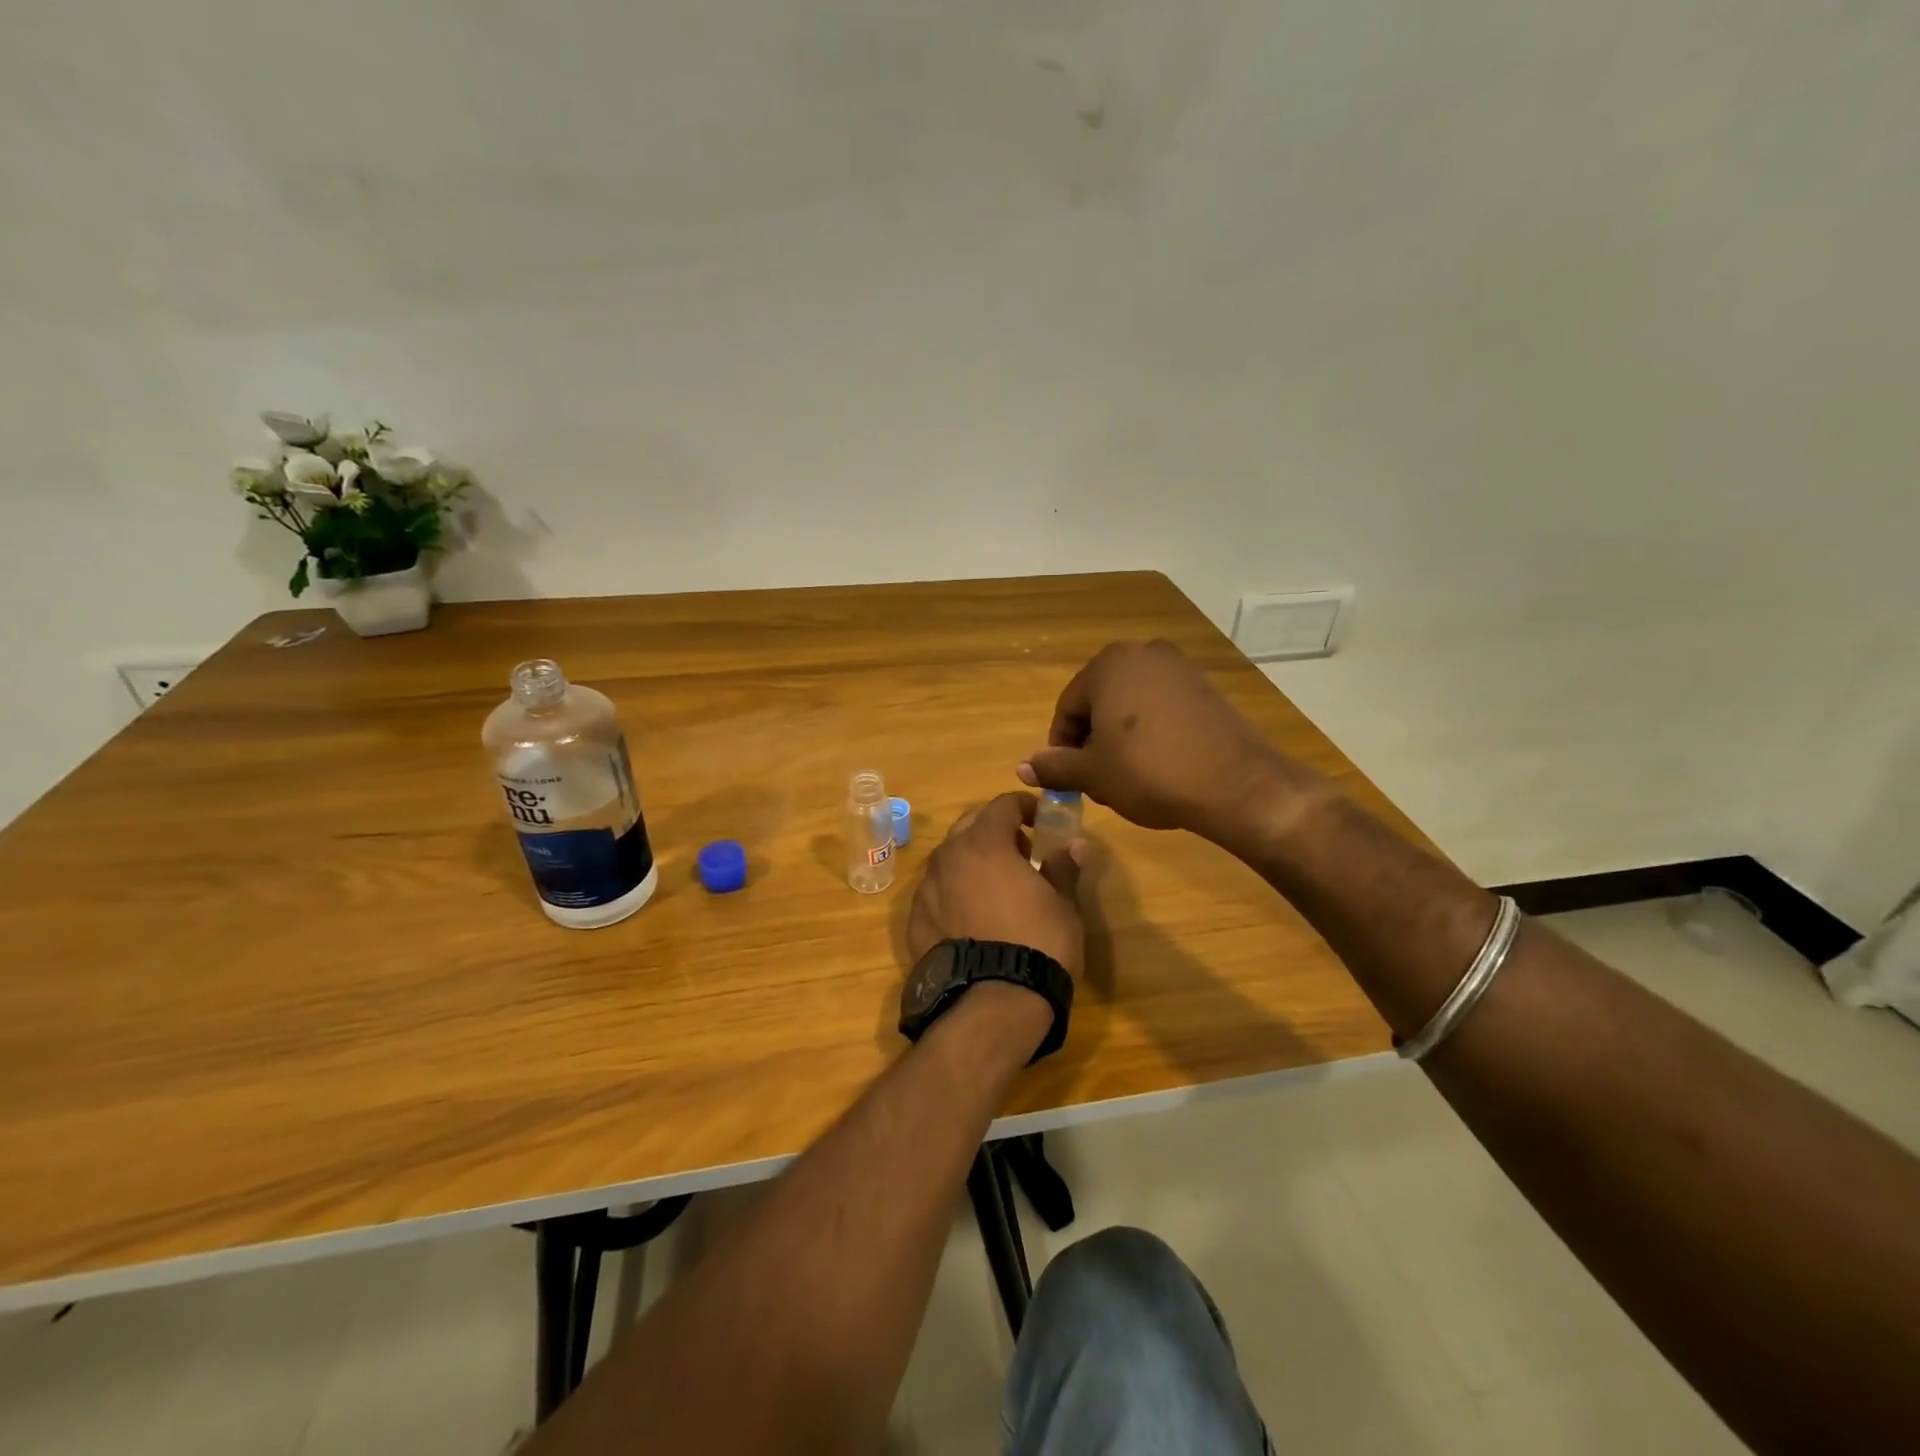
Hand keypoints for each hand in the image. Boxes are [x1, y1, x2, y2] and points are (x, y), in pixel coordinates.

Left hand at [907, 793, 1084, 977]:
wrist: (991, 1003)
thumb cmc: (1037, 944)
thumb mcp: (1062, 905)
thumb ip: (1063, 868)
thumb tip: (1075, 845)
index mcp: (985, 843)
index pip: (1002, 805)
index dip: (1024, 806)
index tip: (1040, 818)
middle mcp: (949, 857)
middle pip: (970, 826)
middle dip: (995, 829)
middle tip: (1021, 851)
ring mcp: (927, 889)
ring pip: (949, 859)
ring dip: (971, 860)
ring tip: (996, 886)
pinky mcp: (915, 920)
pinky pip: (936, 892)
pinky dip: (954, 892)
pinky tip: (971, 917)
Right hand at [1018, 640, 1313, 845]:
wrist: (1235, 784)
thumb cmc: (1149, 772)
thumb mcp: (1093, 774)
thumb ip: (1054, 766)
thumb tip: (1023, 767)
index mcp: (1107, 665)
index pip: (1067, 708)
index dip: (1061, 747)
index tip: (1067, 778)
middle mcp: (1142, 653)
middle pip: (1100, 701)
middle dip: (1091, 739)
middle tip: (1096, 778)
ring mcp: (1179, 667)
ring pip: (1131, 704)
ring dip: (1120, 736)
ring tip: (1127, 774)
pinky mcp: (1205, 687)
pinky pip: (1162, 707)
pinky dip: (1151, 731)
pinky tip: (1158, 763)